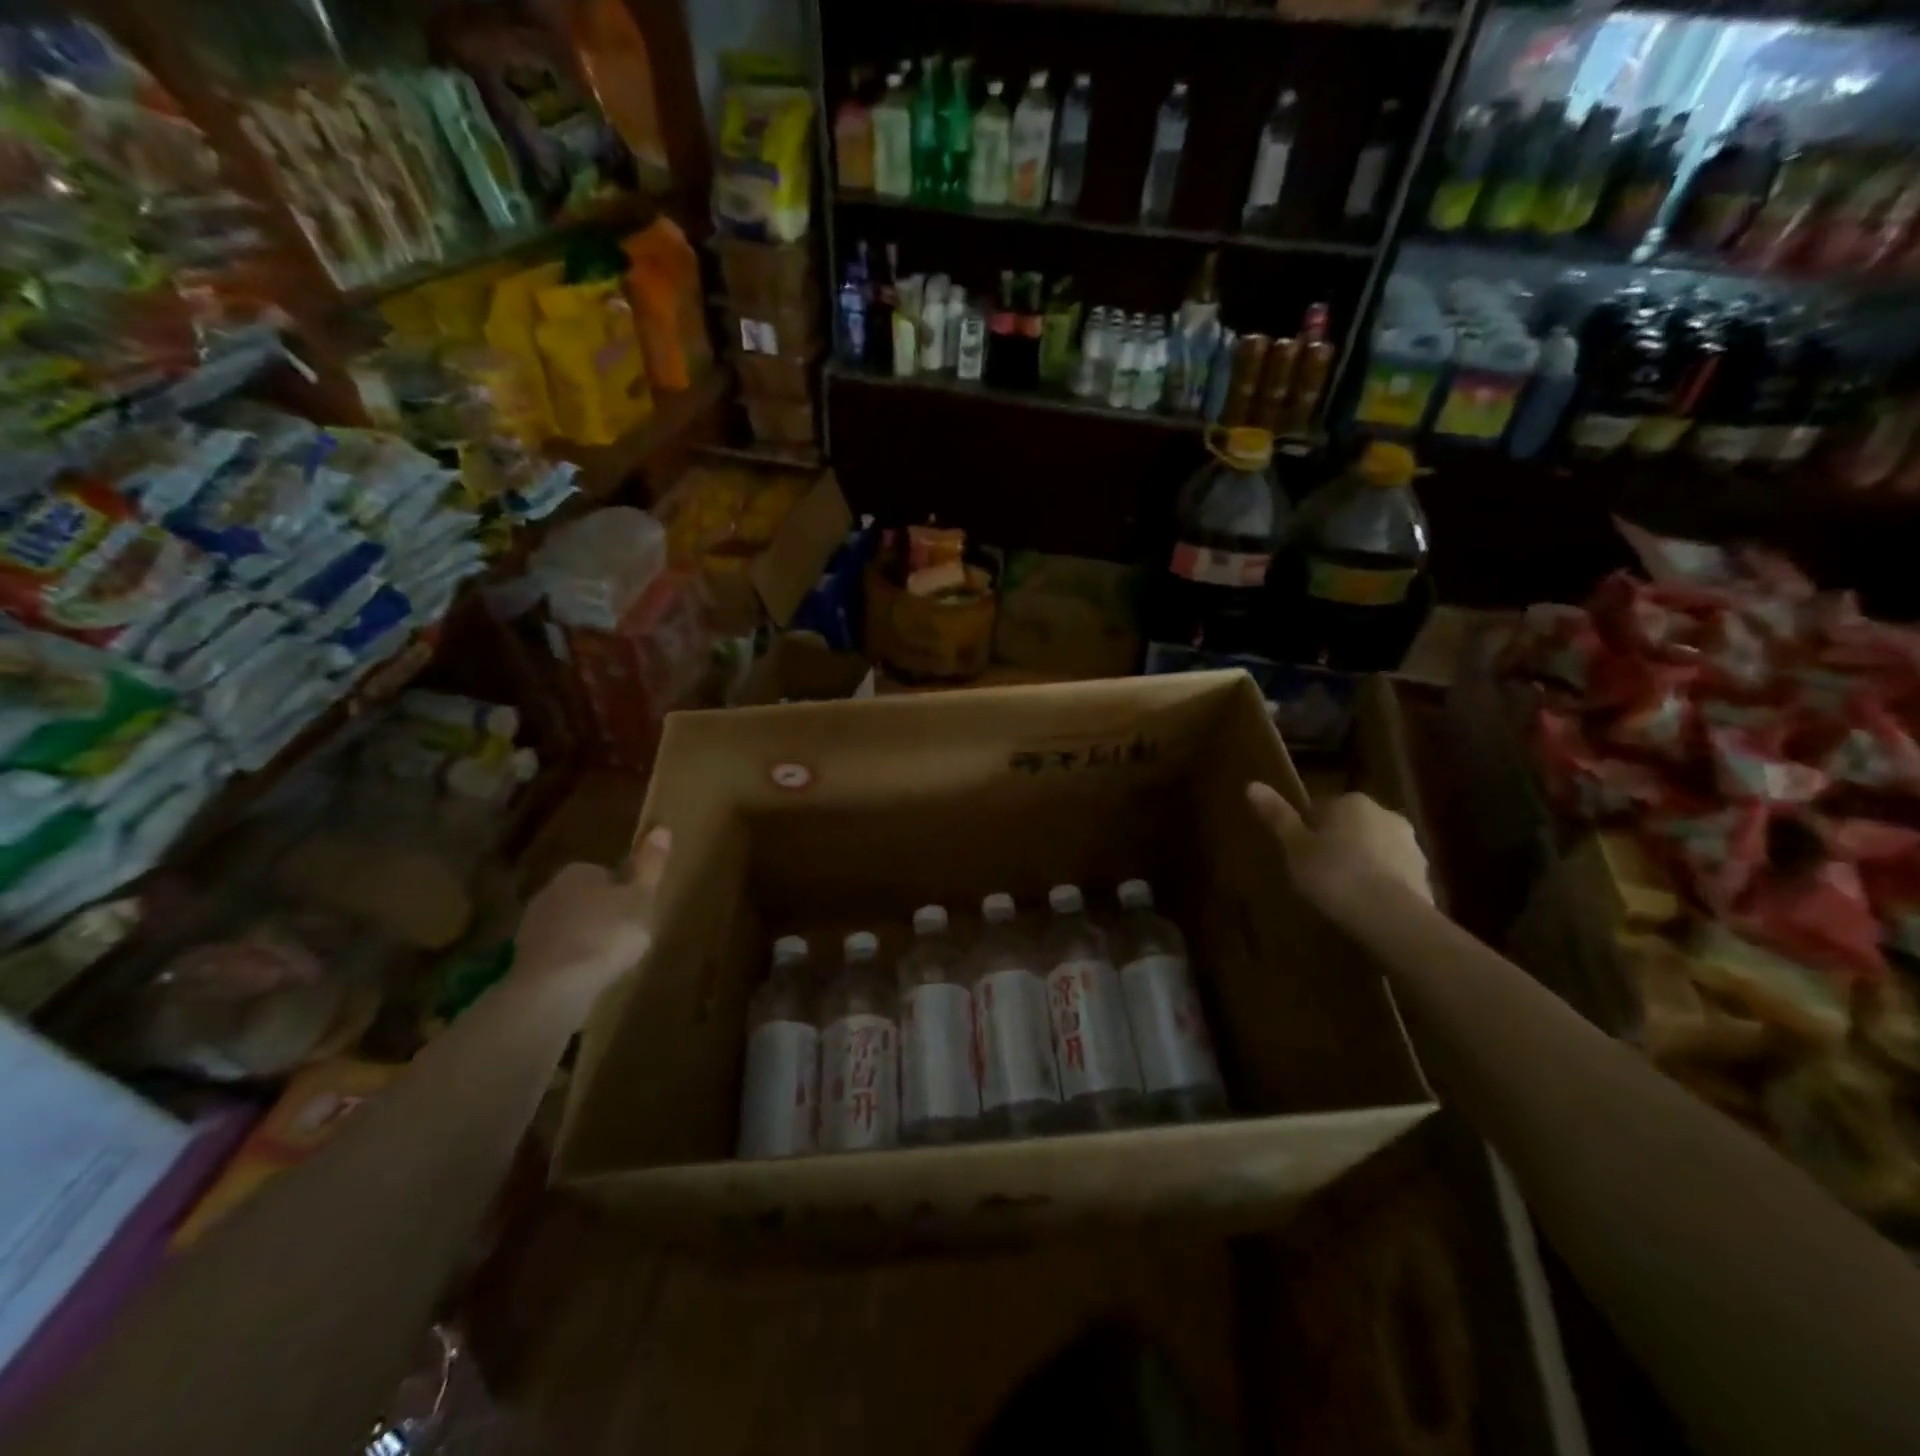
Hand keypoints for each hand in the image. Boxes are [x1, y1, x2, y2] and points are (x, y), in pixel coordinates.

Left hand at [513, 825, 670, 1009]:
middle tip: (626, 935)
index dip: (623, 891)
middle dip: (601, 913)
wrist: (554, 986)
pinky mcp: (524, 958)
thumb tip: (661, 828)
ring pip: (568, 925)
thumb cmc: (606, 934)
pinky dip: (570, 960)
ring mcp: (532, 925)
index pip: (605, 873)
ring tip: (608, 959)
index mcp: (579, 871)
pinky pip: (556, 951)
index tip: (637, 910)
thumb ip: (650, 866)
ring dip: (584, 937)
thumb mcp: (641, 899)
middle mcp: (550, 890)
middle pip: (584, 897)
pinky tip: (585, 976)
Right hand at [1246, 784, 1430, 917]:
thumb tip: (1252, 784)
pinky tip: (1364, 905)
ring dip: (1361, 862)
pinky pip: (1392, 872)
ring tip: (1341, 892)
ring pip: (1374, 847)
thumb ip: (1277, 816)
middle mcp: (1384, 813)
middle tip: (1316, 872)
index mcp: (1351, 802)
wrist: (1390, 916)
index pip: (1321, 807)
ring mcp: (1409, 843)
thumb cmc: (1333, 874)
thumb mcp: (1295, 847)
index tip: (1298, 853)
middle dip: (1337, 843)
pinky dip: (1380, 882)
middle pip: (1351, 825)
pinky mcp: (1424, 873)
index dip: (1307, 830)